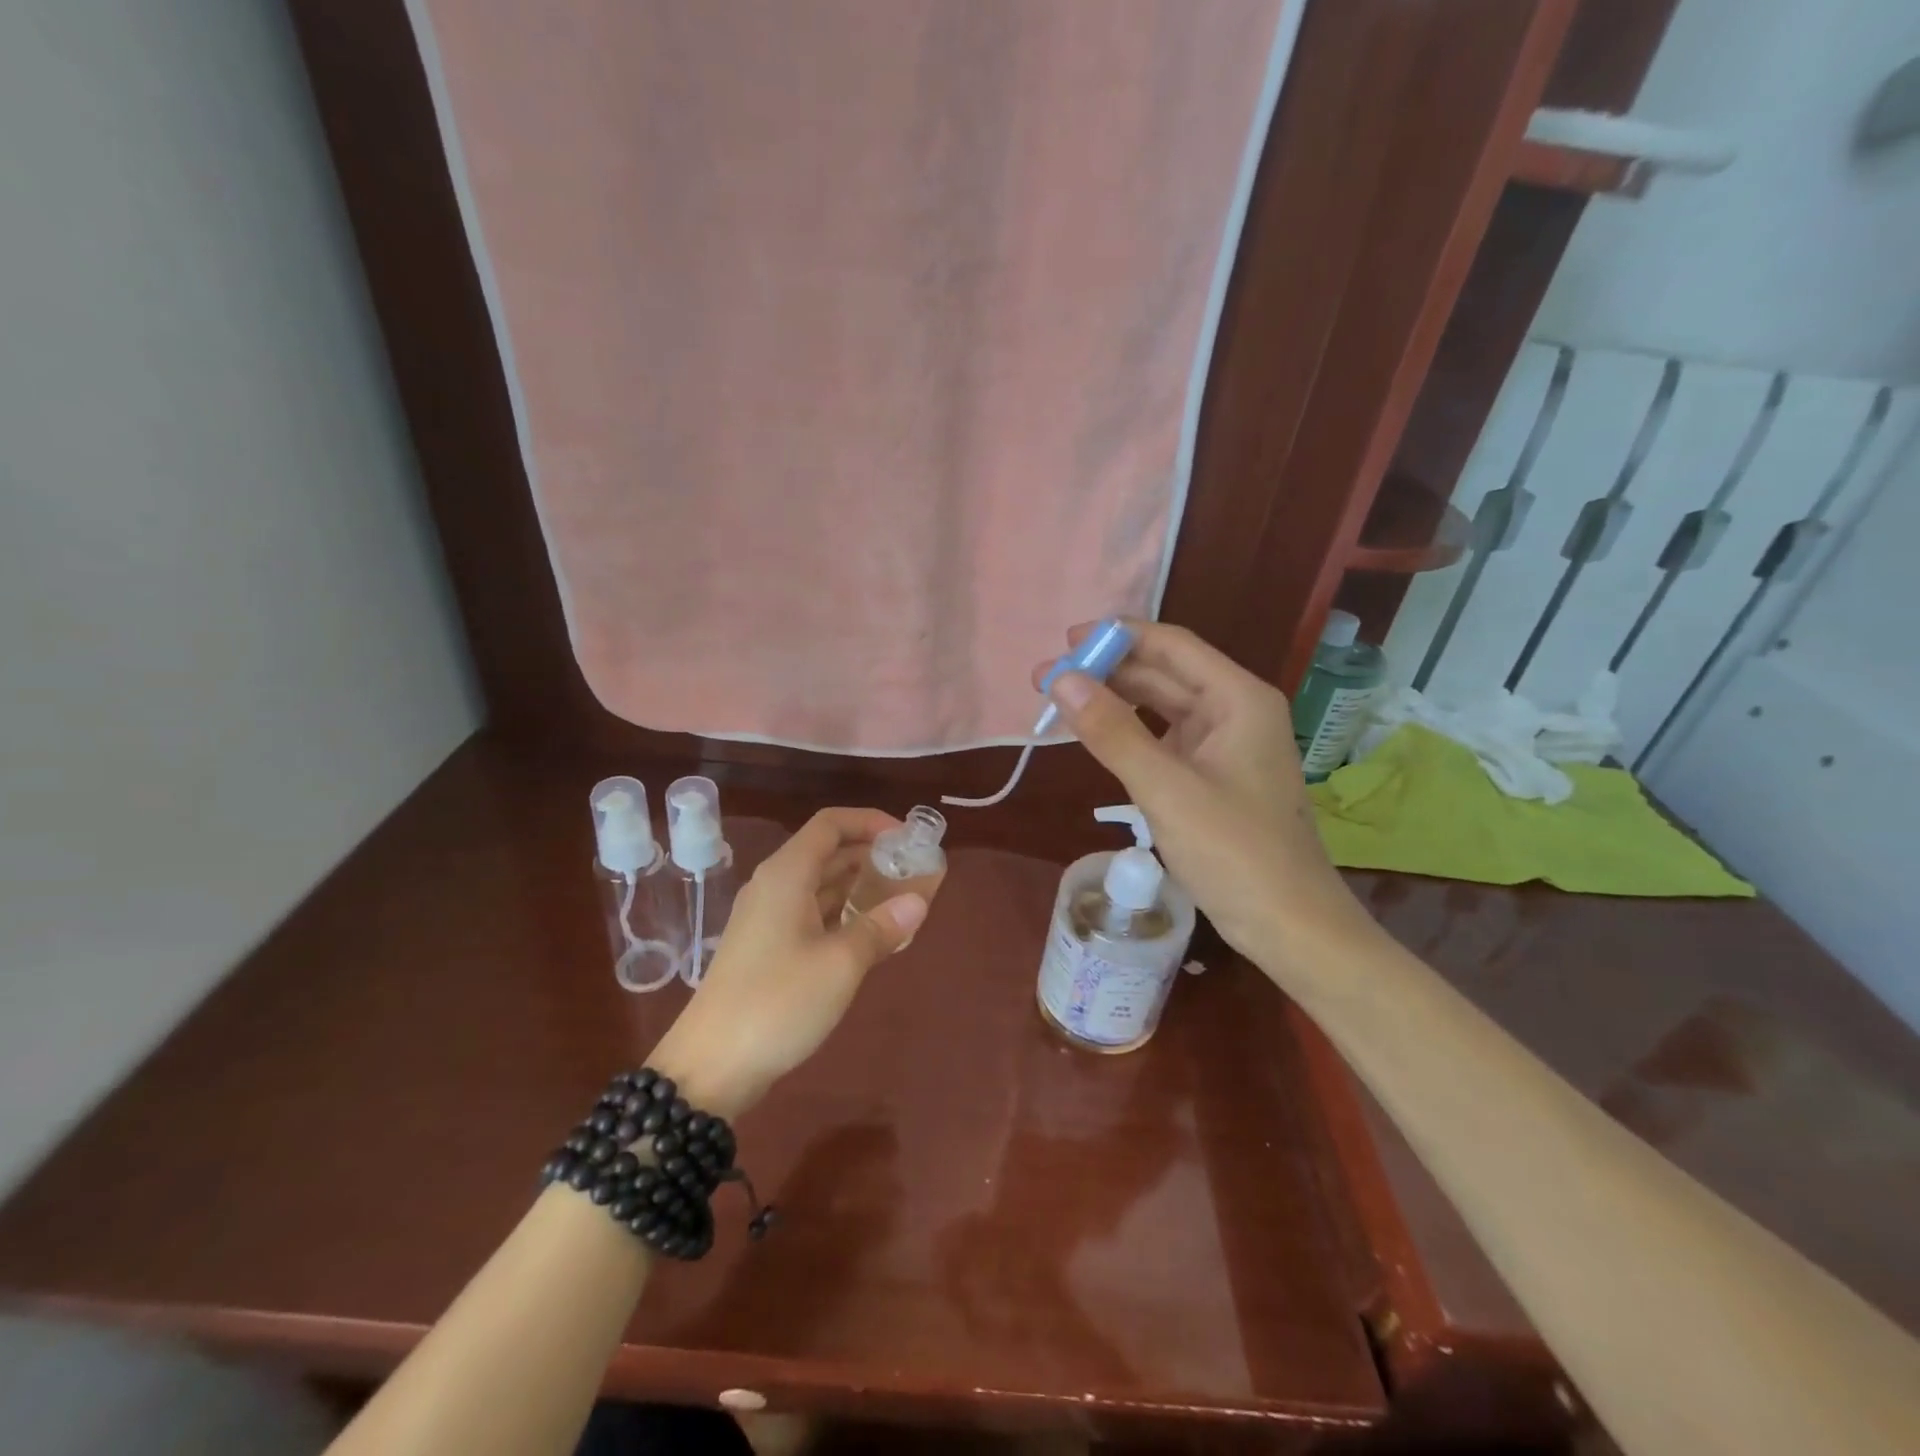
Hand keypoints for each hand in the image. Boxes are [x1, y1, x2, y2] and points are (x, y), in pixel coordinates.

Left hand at [648, 808, 926, 1117]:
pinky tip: (871, 933)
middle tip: (914, 870)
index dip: (870, 821)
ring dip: (860, 885)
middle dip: (871, 854)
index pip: (830, 824)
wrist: (710, 1066)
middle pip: (827, 851)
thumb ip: (881, 927)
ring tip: (902, 898)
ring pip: (820, 884)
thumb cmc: (777, 1002)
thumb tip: (918, 902)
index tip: (908, 838)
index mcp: (786, 874)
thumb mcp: (840, 964)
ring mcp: (767, 918)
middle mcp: (774, 886)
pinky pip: (812, 913)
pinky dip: (843, 913)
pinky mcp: (766, 947)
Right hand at [1034, 620, 1376, 977]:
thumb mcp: (1166, 789)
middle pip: (1164, 673)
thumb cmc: (1235, 853)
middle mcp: (1234, 711)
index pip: (1171, 646)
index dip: (1118, 636)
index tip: (1065, 642)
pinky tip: (1096, 735)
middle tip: (1045, 678)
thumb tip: (1062, 679)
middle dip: (1106, 671)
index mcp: (1238, 699)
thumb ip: (1112, 732)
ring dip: (1114, 701)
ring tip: (1060, 701)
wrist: (1289, 925)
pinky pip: (1164, 739)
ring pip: (1161, 706)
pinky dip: (1129, 733)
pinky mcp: (1212, 776)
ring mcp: (1224, 745)